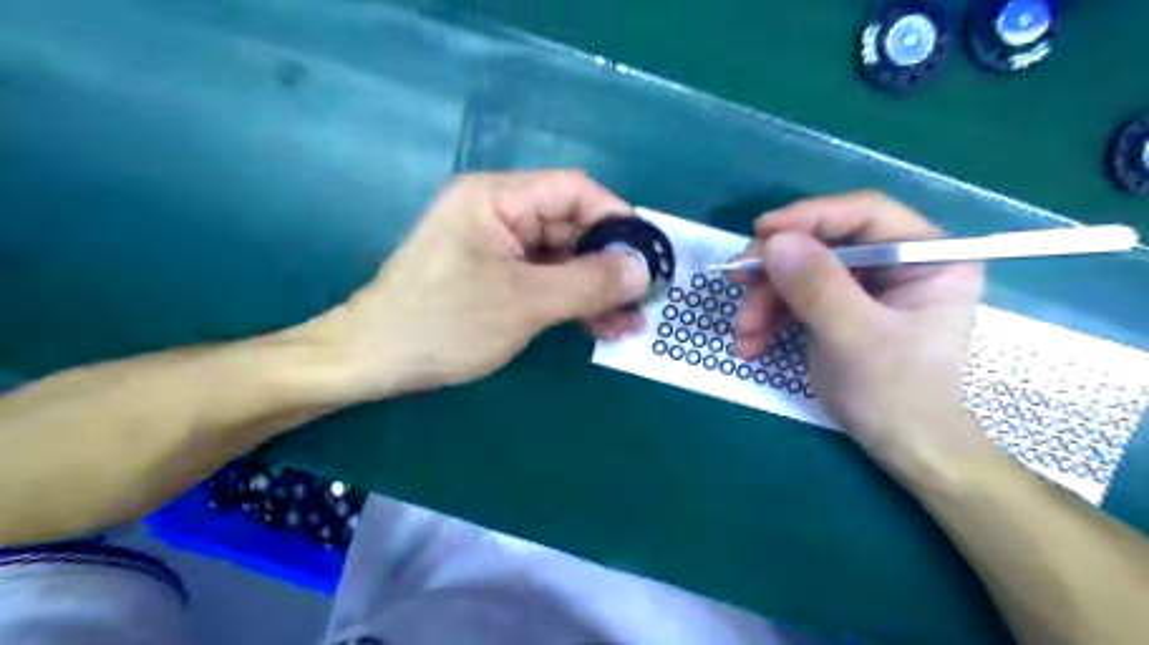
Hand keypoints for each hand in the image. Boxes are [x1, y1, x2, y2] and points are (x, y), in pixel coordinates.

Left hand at [293, 171, 648, 402]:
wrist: (373, 362)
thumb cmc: (443, 323)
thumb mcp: (524, 302)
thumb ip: (588, 283)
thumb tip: (643, 270)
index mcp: (496, 198)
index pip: (573, 191)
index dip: (617, 218)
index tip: (649, 254)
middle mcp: (498, 213)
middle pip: (570, 227)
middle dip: (609, 265)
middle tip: (644, 299)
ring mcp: (495, 248)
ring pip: (561, 260)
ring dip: (595, 290)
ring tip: (629, 324)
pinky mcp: (494, 277)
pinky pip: (543, 281)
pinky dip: (571, 302)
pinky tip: (600, 326)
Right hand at [735, 191, 986, 479]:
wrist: (903, 448)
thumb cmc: (897, 394)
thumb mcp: (857, 339)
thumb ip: (818, 287)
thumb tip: (774, 241)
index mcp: (927, 256)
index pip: (865, 214)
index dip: (810, 216)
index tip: (760, 232)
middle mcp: (895, 262)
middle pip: (823, 243)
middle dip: (776, 270)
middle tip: (737, 283)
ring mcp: (863, 286)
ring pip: (800, 272)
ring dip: (764, 302)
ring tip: (744, 335)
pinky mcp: (837, 308)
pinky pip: (794, 299)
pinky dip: (769, 320)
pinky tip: (750, 345)